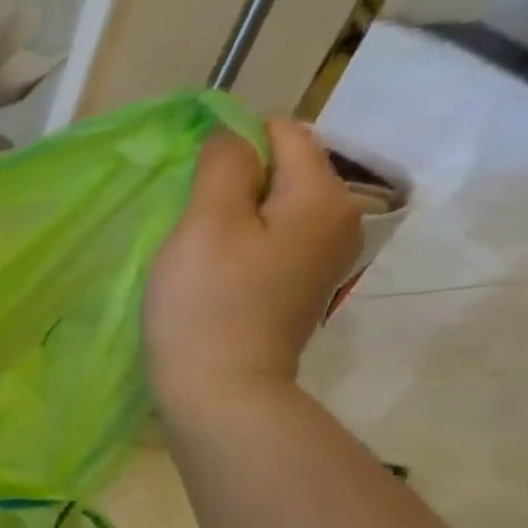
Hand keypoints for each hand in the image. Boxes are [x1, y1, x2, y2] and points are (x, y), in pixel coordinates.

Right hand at [143, 118, 362, 411]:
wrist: (220, 394)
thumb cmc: (207, 306)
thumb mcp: (206, 224)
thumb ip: (222, 165)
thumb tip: (231, 134)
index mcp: (323, 196)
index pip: (284, 133)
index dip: (233, 143)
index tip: (191, 183)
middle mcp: (340, 222)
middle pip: (283, 173)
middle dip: (234, 185)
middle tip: (188, 224)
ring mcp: (323, 263)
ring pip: (274, 213)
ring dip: (233, 221)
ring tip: (196, 254)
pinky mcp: (299, 294)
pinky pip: (271, 248)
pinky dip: (241, 251)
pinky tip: (212, 280)